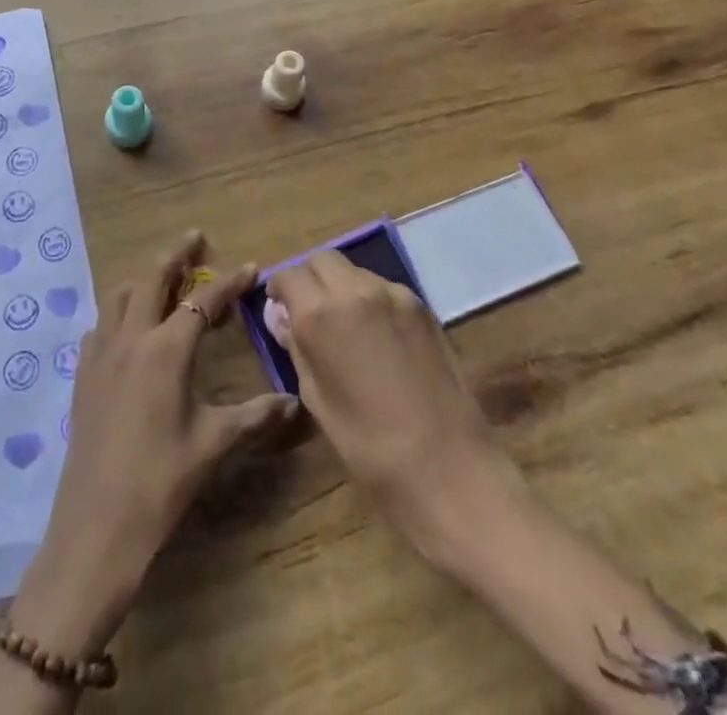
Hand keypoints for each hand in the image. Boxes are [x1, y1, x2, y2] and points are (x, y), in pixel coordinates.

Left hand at [10, 231, 298, 655]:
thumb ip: (253, 416)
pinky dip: (117, 312)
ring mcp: (100, 355)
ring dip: (144, 279)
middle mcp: (130, 339)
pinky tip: (128, 328)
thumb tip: (293, 403)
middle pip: (152, 278)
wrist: (95, 529)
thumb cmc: (160, 484)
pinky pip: (99, 325)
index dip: (229, 283)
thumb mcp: (212, 445)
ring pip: (119, 295)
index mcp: (166, 350)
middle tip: (195, 238)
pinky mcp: (82, 375)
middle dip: (176, 254)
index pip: (203, 301)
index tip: (250, 266)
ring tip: (164, 279)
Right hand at [267, 250, 513, 557]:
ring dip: (340, 286)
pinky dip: (369, 298)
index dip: (279, 290)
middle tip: (309, 313)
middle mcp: (355, 290)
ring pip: (354, 270)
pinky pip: (383, 287)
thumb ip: (297, 347)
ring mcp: (393, 294)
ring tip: (345, 326)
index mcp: (320, 314)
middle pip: (322, 260)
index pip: (289, 275)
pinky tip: (377, 335)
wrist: (447, 467)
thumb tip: (281, 317)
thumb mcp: (317, 398)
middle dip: (310, 279)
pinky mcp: (421, 306)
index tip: (280, 310)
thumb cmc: (368, 445)